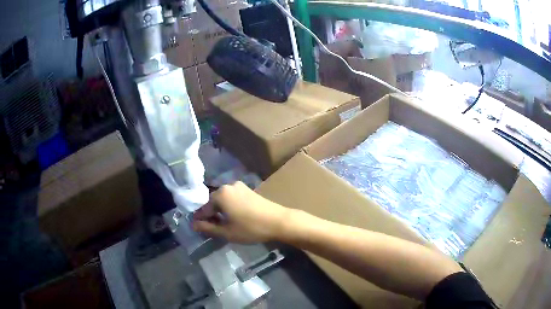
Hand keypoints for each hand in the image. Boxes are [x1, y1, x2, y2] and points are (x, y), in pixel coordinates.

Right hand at [192, 181, 290, 242]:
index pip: (204, 207)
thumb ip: (208, 228)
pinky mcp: (248, 190)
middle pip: (213, 202)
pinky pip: (232, 198)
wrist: (279, 221)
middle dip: (211, 215)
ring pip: (223, 200)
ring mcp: (240, 187)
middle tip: (212, 229)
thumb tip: (193, 225)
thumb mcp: (227, 232)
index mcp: (220, 194)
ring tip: (223, 225)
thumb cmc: (250, 228)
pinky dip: (229, 207)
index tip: (199, 229)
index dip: (200, 219)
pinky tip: (233, 218)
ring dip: (221, 211)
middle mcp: (228, 186)